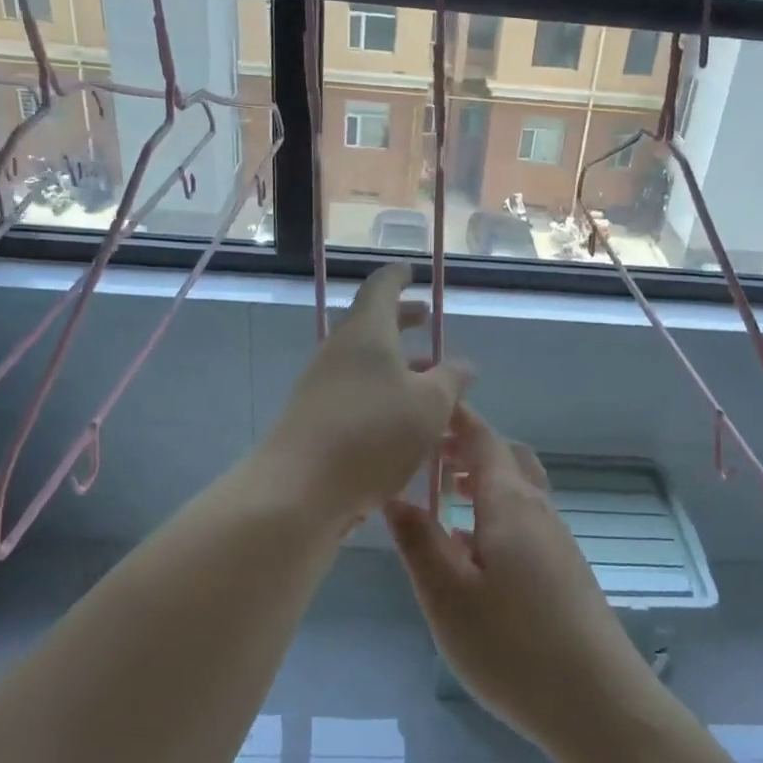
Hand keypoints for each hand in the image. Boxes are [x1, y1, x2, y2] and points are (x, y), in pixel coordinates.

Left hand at [256, 262, 470, 523]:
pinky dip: (383, 396)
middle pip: (372, 325)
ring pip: (365, 364)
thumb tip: (463, 364)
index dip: (399, 277)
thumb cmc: (372, 433)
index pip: (381, 287)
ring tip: (429, 383)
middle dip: (402, 322)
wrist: (299, 490)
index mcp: (367, 332)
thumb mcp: (429, 405)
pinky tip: (404, 425)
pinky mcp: (315, 420)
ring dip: (397, 366)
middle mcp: (339, 351)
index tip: (412, 272)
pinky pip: (356, 395)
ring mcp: (322, 386)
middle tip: (428, 322)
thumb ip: (451, 380)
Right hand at [383, 406, 654, 755]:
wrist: (599, 704)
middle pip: (506, 457)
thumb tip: (394, 494)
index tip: (426, 404)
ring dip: (483, 480)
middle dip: (468, 446)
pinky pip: (526, 519)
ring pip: (518, 489)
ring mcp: (558, 540)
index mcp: (510, 504)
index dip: (455, 418)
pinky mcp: (566, 570)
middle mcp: (539, 511)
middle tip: (428, 455)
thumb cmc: (514, 647)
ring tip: (445, 497)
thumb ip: (419, 541)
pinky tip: (474, 550)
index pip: (482, 439)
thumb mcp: (447, 597)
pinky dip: (497, 511)